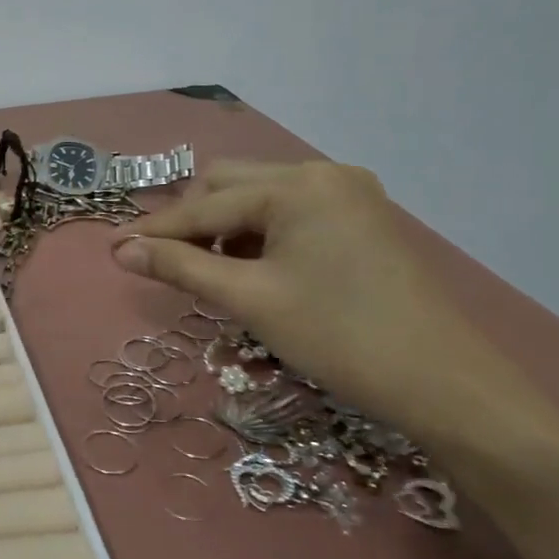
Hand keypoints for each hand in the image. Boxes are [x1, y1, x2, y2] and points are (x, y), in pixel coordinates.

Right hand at [109, 160, 518, 439]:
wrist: (446, 384)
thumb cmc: (339, 337)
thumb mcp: (250, 299)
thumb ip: (180, 266)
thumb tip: (121, 249)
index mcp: (297, 186)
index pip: (206, 205)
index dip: (156, 230)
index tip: (113, 249)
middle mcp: (323, 174)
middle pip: (231, 185)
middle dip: (192, 221)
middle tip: (165, 263)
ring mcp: (349, 195)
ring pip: (260, 198)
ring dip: (225, 227)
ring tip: (210, 271)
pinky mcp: (362, 219)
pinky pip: (290, 213)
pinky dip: (260, 235)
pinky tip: (253, 268)